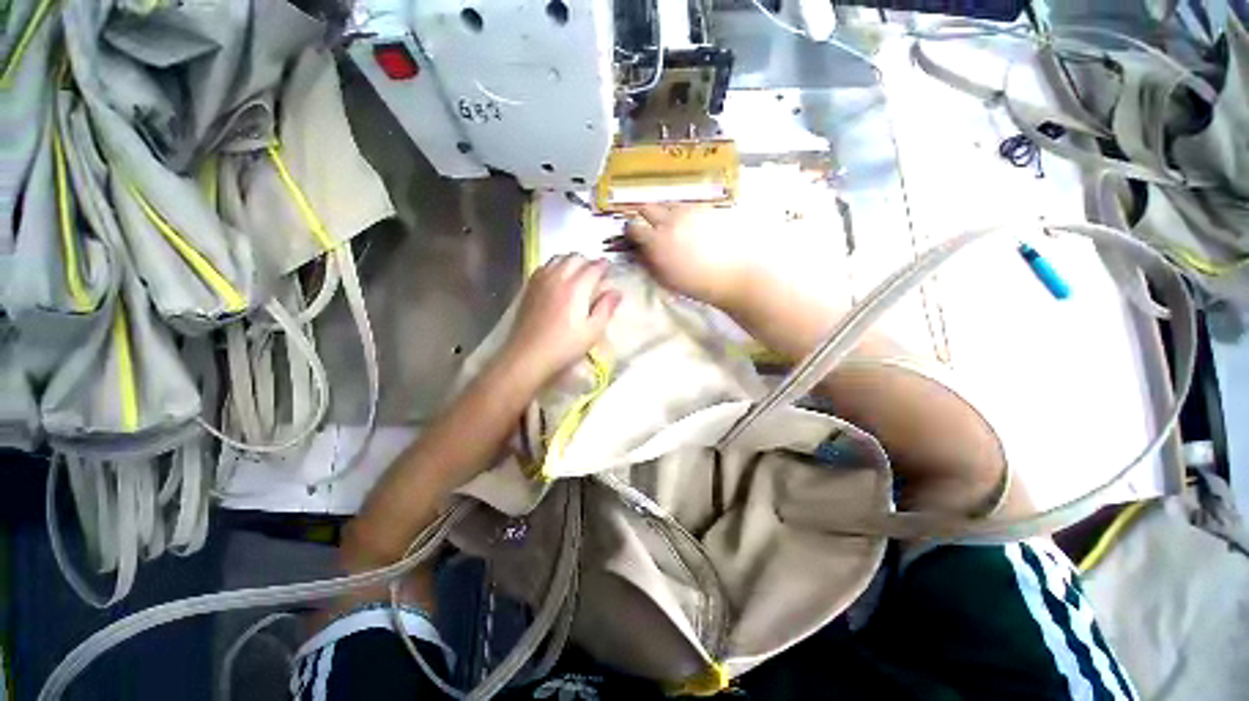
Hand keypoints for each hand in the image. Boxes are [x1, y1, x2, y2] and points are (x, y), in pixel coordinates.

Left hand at [500, 255, 621, 386]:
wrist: (529, 355)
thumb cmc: (565, 346)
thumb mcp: (593, 331)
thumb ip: (606, 308)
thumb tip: (616, 291)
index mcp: (576, 288)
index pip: (594, 267)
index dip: (604, 265)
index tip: (610, 268)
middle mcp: (558, 277)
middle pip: (575, 257)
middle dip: (588, 261)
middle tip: (595, 274)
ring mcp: (541, 280)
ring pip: (559, 258)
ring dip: (571, 261)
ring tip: (578, 274)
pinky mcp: (530, 287)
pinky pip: (545, 266)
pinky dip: (556, 266)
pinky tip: (558, 279)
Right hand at [619, 204, 760, 307]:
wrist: (734, 275)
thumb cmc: (697, 284)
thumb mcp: (666, 279)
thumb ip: (648, 262)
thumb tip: (637, 251)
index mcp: (657, 241)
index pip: (633, 227)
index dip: (630, 231)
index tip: (634, 237)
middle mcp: (670, 220)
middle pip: (647, 207)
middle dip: (644, 216)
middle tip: (651, 228)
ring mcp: (689, 211)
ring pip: (667, 204)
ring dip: (664, 213)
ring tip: (673, 227)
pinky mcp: (706, 208)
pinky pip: (687, 206)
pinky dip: (683, 214)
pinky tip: (692, 227)